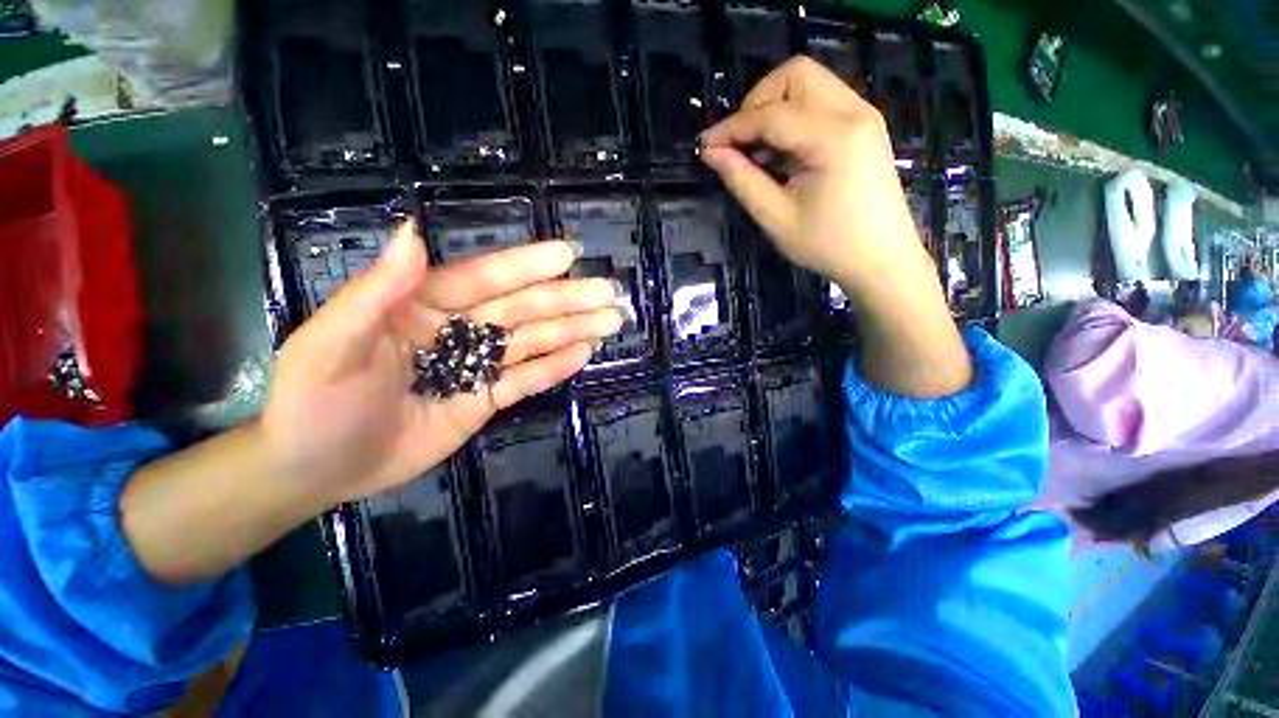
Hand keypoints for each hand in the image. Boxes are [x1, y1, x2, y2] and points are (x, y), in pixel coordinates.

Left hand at [262, 221, 622, 507]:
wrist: (317, 471)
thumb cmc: (314, 403)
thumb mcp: (330, 344)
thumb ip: (375, 291)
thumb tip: (413, 232)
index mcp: (421, 305)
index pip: (482, 278)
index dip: (525, 266)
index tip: (567, 255)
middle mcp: (456, 328)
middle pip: (520, 310)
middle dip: (566, 300)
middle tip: (608, 292)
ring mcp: (475, 365)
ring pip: (532, 342)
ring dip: (572, 331)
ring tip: (609, 322)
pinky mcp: (485, 398)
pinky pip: (525, 380)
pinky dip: (554, 367)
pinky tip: (583, 354)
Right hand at [701, 55, 970, 397]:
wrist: (888, 267)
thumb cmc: (831, 251)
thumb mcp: (777, 219)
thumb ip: (744, 180)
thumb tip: (715, 154)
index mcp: (829, 136)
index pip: (766, 113)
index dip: (729, 127)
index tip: (703, 147)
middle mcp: (853, 114)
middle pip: (793, 76)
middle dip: (754, 101)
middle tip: (732, 141)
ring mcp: (865, 118)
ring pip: (810, 85)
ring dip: (772, 109)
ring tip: (751, 149)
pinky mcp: (867, 131)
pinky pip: (821, 105)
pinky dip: (791, 119)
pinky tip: (778, 152)